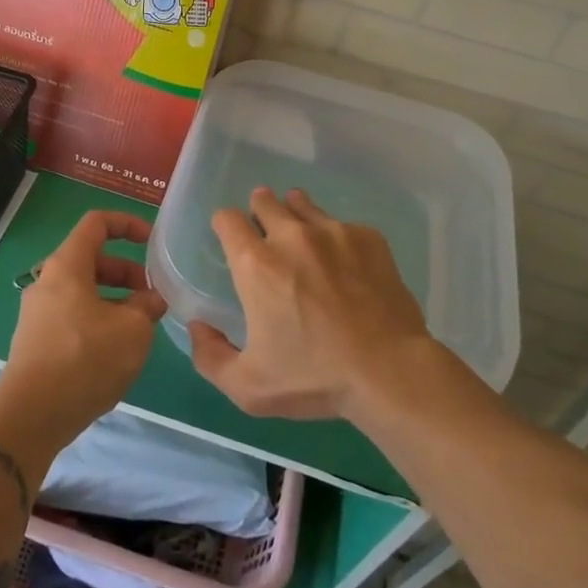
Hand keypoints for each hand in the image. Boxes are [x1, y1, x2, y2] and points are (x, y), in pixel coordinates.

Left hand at [0, 211, 165, 463]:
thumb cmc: (85, 359)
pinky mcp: (36, 341)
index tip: (151, 241)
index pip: (96, 224)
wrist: (31, 415)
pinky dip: (98, 320)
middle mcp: (47, 281)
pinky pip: (72, 316)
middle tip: (152, 297)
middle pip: (91, 260)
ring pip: (83, 291)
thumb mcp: (132, 329)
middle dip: (127, 272)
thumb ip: (146, 307)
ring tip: (141, 326)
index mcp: (67, 265)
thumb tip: (150, 301)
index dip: (127, 224)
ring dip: (115, 300)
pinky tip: (116, 350)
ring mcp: (38, 313)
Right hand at [188, 187, 435, 421]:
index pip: (227, 218)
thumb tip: (198, 326)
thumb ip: (210, 356)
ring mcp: (333, 232)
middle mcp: (291, 235)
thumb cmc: (314, 378)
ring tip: (303, 243)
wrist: (390, 372)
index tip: (231, 240)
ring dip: (295, 216)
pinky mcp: (369, 238)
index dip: (224, 226)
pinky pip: (342, 225)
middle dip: (259, 212)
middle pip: (264, 200)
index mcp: (256, 263)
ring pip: (303, 205)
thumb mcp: (248, 386)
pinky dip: (335, 237)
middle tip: (266, 238)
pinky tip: (345, 265)